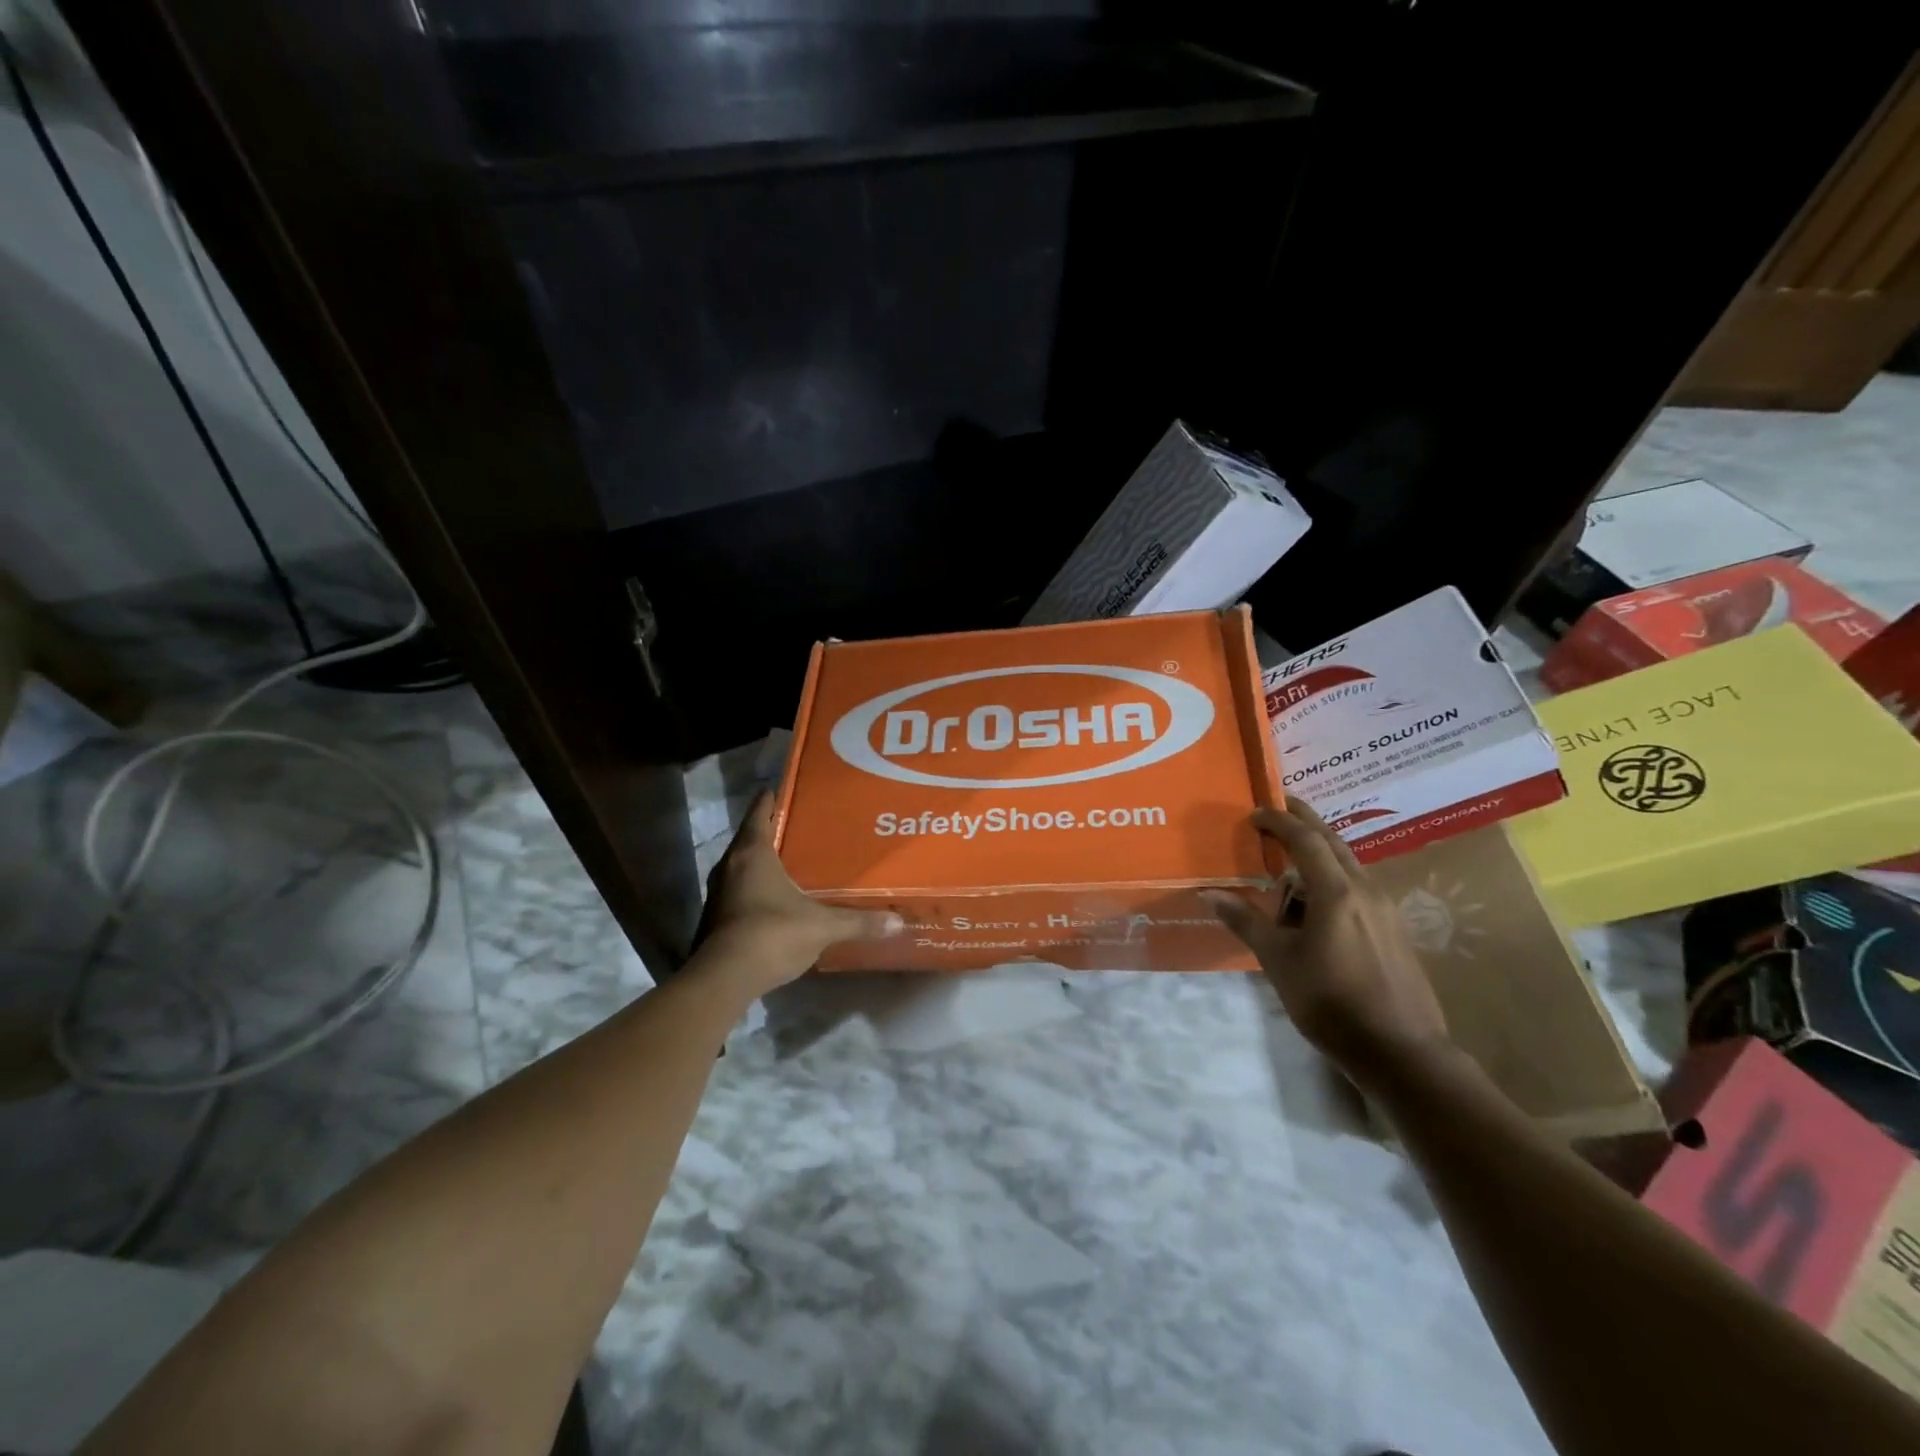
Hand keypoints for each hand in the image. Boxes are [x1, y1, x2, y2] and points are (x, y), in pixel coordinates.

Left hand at [693, 793, 902, 995]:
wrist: (724, 979)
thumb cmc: (772, 934)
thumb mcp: (821, 926)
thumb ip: (858, 922)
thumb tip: (898, 922)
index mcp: (752, 854)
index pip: (759, 813)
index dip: (771, 799)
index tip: (786, 789)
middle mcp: (730, 866)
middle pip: (750, 838)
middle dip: (773, 832)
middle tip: (803, 828)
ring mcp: (719, 894)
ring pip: (742, 867)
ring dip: (763, 863)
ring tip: (793, 862)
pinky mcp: (716, 919)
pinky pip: (739, 892)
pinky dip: (756, 889)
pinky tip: (778, 899)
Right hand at [1203, 801, 1449, 1088]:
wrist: (1402, 1053)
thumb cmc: (1331, 1002)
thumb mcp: (1279, 961)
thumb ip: (1246, 922)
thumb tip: (1210, 893)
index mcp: (1337, 892)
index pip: (1306, 839)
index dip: (1280, 821)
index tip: (1254, 812)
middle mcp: (1366, 890)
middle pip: (1333, 842)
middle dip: (1305, 821)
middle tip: (1279, 806)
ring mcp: (1385, 910)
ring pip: (1349, 865)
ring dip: (1319, 853)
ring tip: (1289, 863)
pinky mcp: (1393, 931)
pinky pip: (1358, 889)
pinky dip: (1332, 879)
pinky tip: (1316, 906)